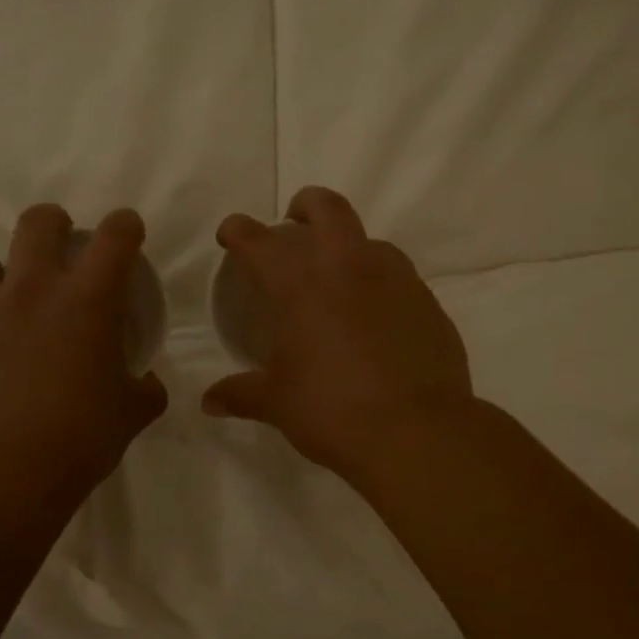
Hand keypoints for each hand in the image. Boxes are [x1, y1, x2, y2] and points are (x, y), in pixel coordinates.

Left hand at [0, 205, 167, 495]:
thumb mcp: (131, 415)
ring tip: (9, 305)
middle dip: (53, 223)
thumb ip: (145, 390)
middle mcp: (30, 292)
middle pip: (37, 224)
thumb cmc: (79, 438)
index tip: (127, 231)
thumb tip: (148, 383)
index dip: (124, 226)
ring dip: (0, 276)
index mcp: (86, 301)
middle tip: (61, 244)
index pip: (114, 238)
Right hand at [203, 187, 472, 478]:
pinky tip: (377, 321)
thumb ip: (241, 395)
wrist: (418, 432)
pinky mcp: (429, 304)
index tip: (231, 234)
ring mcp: (397, 281)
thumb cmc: (333, 411)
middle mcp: (349, 268)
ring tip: (340, 280)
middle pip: (328, 208)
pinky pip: (400, 280)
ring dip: (349, 249)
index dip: (239, 231)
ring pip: (371, 242)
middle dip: (306, 206)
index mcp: (301, 286)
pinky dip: (381, 287)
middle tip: (295, 225)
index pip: (259, 242)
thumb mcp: (278, 404)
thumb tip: (209, 402)